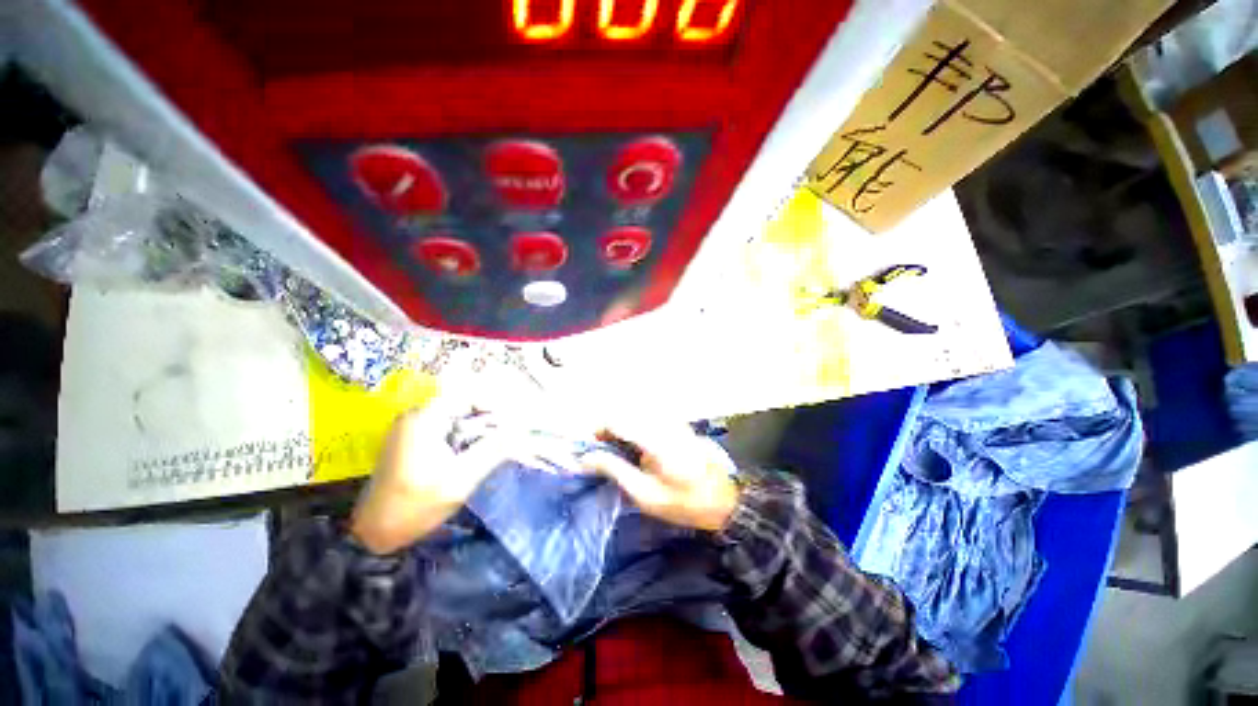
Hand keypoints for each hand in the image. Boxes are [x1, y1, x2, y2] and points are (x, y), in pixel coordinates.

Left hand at [350, 395, 506, 554]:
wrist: (373, 534)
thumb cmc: (415, 506)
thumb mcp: (461, 479)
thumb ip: (493, 450)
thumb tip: (522, 430)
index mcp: (424, 419)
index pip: (467, 394)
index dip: (494, 403)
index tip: (514, 419)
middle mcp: (416, 416)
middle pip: (462, 403)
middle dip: (488, 416)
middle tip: (509, 434)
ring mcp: (412, 428)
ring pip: (456, 416)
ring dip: (478, 426)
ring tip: (497, 443)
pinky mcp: (412, 441)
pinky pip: (446, 428)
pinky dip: (464, 435)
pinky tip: (475, 451)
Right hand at [582, 422, 739, 531]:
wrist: (724, 500)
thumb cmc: (683, 503)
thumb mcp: (645, 494)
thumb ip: (615, 470)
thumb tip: (586, 458)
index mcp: (655, 439)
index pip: (617, 420)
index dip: (598, 430)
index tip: (589, 448)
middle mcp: (663, 423)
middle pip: (625, 412)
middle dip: (608, 428)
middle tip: (601, 452)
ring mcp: (672, 421)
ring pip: (635, 413)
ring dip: (621, 427)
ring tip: (616, 450)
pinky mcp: (677, 424)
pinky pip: (648, 418)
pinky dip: (635, 428)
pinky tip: (636, 447)